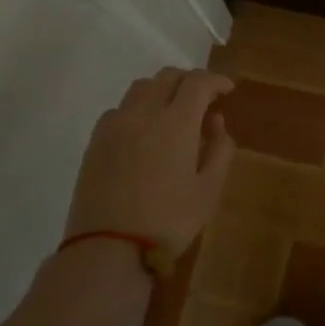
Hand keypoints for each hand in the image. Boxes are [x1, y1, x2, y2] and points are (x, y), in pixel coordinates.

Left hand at [64, 68, 236, 254]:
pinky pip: (120, 108)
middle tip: (205, 99)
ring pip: (141, 88)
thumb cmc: (168, 221)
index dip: (216, 80)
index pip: (198, 82)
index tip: (228, 90)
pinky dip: (139, 108)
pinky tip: (144, 131)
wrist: (108, 248)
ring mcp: (115, 125)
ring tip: (174, 111)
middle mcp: (144, 113)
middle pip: (168, 77)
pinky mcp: (96, 140)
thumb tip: (216, 121)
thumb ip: (220, 149)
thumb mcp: (209, 190)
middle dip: (190, 81)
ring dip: (163, 90)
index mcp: (176, 122)